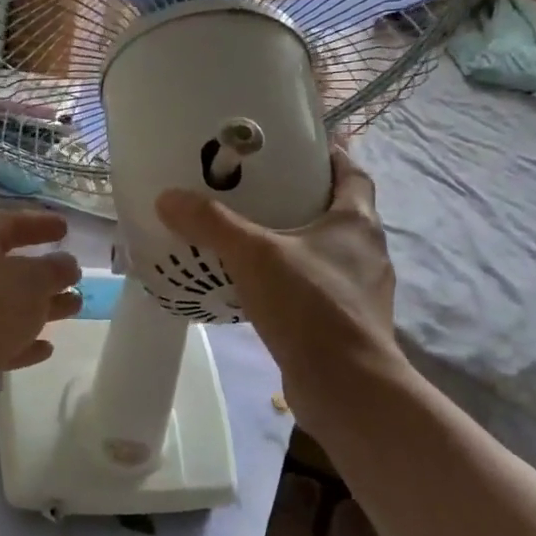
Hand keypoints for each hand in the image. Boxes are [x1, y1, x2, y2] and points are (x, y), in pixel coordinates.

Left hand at [0, 210, 83, 410]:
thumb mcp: (34, 280)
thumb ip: (55, 268)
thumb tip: (66, 264)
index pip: (8, 224)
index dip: (38, 223)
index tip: (66, 229)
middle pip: (9, 267)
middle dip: (45, 272)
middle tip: (74, 275)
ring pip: (8, 305)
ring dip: (42, 305)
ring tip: (75, 307)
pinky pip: (0, 339)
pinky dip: (24, 340)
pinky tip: (47, 348)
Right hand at [155, 147, 407, 420]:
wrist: (346, 387)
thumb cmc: (309, 305)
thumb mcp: (253, 255)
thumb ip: (211, 223)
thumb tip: (168, 197)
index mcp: (357, 221)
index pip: (351, 172)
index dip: (329, 155)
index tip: (296, 147)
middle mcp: (368, 251)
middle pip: (338, 211)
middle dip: (304, 198)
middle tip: (259, 190)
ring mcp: (361, 291)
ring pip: (327, 253)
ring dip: (297, 243)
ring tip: (252, 238)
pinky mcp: (347, 323)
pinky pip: (318, 288)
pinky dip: (293, 281)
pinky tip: (260, 288)